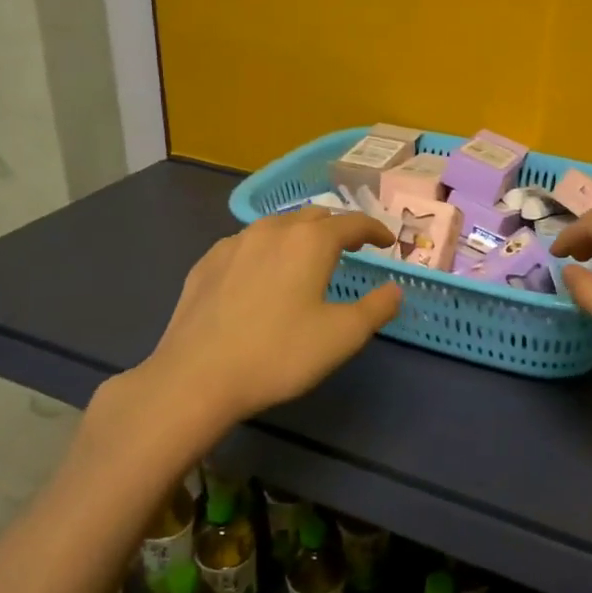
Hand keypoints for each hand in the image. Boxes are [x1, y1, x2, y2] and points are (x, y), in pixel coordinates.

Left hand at [134, 207, 401, 432]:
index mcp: (311, 241)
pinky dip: (266, 249)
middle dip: (337, 227)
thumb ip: (376, 308)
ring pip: (277, 225)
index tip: (386, 241)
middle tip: (351, 247)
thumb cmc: (279, 354)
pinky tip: (261, 273)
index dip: (374, 229)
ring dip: (300, 234)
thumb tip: (394, 290)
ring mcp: (234, 243)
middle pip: (314, 216)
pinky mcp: (207, 262)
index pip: (352, 222)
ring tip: (307, 256)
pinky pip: (246, 244)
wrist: (197, 376)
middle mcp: (273, 230)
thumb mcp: (342, 336)